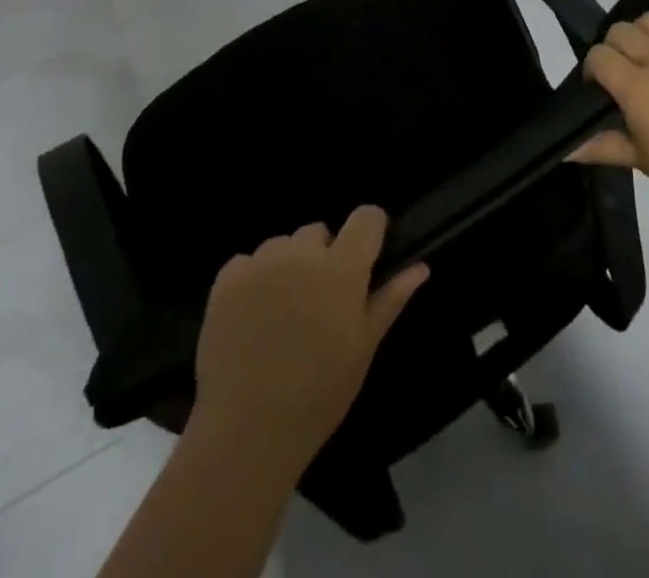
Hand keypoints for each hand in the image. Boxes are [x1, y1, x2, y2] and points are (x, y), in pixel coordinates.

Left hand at [191, 207, 428, 477]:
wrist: (246, 432)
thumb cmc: (318, 395)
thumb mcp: (363, 349)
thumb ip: (390, 299)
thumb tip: (422, 267)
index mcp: (342, 268)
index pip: (366, 217)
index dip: (370, 230)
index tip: (366, 257)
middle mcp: (302, 253)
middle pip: (319, 231)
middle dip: (323, 256)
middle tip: (319, 303)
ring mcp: (261, 262)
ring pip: (283, 245)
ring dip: (288, 266)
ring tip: (283, 313)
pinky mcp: (227, 278)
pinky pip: (247, 262)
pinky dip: (253, 280)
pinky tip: (252, 317)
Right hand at [570, 4, 648, 215]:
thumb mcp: (639, 159)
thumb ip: (601, 146)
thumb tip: (564, 149)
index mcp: (635, 86)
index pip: (598, 56)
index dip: (592, 69)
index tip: (599, 88)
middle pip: (619, 31)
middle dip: (612, 49)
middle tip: (623, 73)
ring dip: (641, 31)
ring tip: (647, 52)